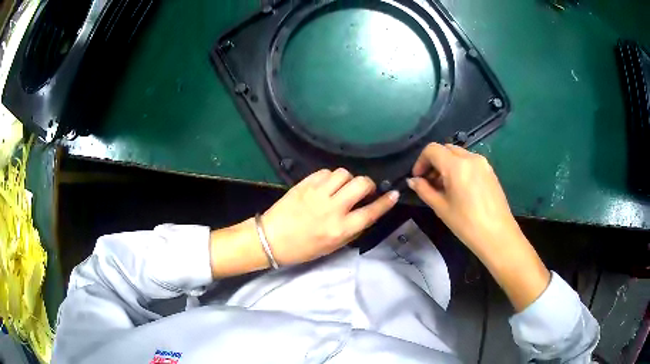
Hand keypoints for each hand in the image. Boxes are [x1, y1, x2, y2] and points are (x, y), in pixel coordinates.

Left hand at [262, 168, 398, 265]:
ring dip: (348, 179)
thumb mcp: (332, 247)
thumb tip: (365, 213)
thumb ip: (351, 230)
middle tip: (364, 191)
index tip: (394, 194)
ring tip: (342, 188)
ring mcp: (317, 193)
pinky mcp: (305, 184)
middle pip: (361, 184)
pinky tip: (326, 185)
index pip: (371, 212)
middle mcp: (332, 208)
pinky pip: (325, 172)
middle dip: (368, 185)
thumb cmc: (302, 248)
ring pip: (344, 173)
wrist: (271, 239)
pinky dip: (331, 177)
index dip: (386, 202)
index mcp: (340, 228)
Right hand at [407, 143, 520, 256]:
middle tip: (429, 182)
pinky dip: (459, 167)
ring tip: (444, 187)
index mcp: (456, 165)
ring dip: (447, 164)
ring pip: (458, 154)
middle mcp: (470, 157)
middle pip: (446, 149)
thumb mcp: (441, 208)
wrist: (498, 235)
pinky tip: (459, 188)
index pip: (432, 149)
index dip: (421, 161)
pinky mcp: (490, 171)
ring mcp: (483, 163)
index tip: (418, 178)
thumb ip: (424, 190)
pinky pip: (470, 161)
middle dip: (434, 162)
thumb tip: (412, 181)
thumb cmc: (467, 224)